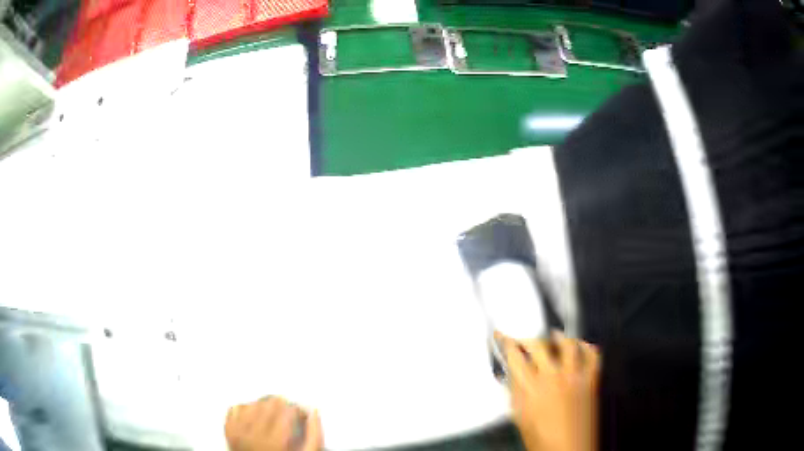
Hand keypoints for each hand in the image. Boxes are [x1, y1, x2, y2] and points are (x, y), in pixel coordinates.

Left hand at [225, 397, 322, 450]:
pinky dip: (245, 408)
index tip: (300, 415)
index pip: (287, 410)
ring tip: (271, 414)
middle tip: (287, 413)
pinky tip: (253, 415)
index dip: (297, 410)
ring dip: (263, 405)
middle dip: (281, 405)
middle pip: (269, 402)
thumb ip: (314, 435)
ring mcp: (238, 430)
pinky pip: (235, 408)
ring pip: (252, 403)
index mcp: (275, 440)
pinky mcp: (228, 430)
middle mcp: (254, 433)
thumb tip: (315, 413)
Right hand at [497, 331, 599, 450]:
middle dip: (529, 339)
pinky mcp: (591, 380)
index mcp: (530, 388)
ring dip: (559, 338)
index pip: (515, 355)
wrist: (568, 450)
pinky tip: (582, 346)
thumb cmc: (543, 441)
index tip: (504, 337)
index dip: (507, 342)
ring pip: (568, 343)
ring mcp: (574, 377)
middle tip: (525, 340)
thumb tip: (513, 376)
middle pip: (539, 344)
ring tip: (554, 336)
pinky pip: (593, 355)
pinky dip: (588, 347)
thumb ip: (516, 393)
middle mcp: (553, 378)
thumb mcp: (520, 417)